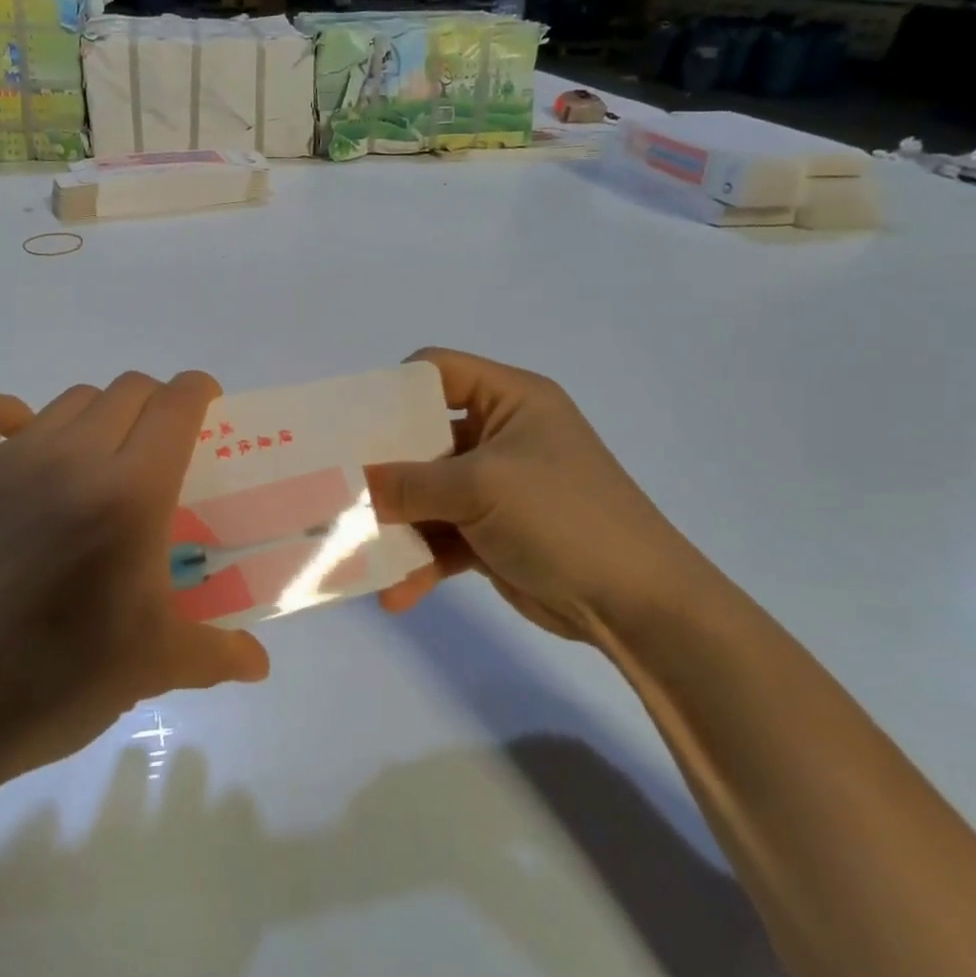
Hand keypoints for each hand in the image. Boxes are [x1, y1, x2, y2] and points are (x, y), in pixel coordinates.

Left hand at [0, 374, 270, 805]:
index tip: (209, 407)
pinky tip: (20, 446)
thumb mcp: (152, 667)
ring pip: (69, 400)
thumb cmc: (55, 680)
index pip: (176, 405)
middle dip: (154, 404)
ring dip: (96, 416)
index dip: (199, 391)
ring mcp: (6, 458)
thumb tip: (260, 664)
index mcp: (132, 492)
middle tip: (155, 448)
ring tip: (94, 460)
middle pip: (127, 390)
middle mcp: (73, 456)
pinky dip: (12, 416)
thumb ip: (216, 653)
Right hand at [367, 349, 723, 640]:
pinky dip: (420, 560)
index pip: (438, 371)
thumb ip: (408, 484)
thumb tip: (348, 482)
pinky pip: (443, 537)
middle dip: (382, 465)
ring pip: (427, 493)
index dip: (393, 390)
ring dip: (396, 522)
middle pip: (423, 436)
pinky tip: (395, 593)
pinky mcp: (493, 533)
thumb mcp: (480, 489)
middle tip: (336, 484)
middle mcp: (500, 435)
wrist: (639, 605)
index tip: (350, 424)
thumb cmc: (564, 518)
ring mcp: (496, 487)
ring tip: (354, 548)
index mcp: (510, 400)